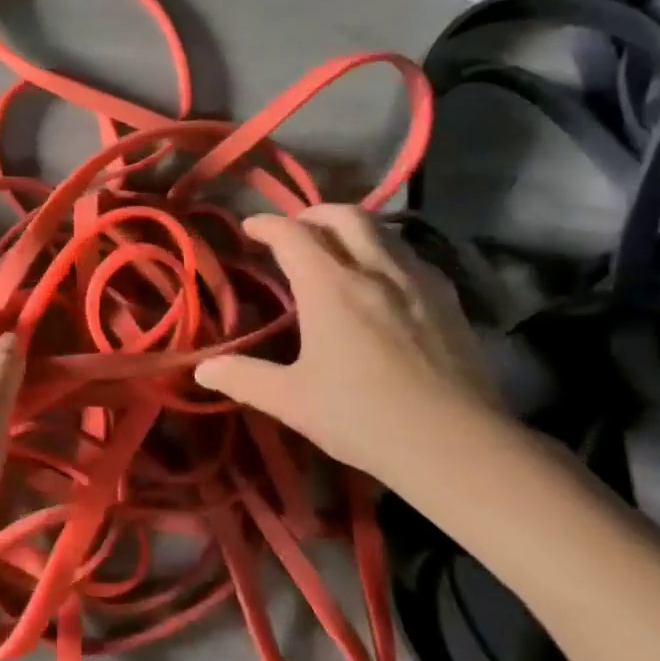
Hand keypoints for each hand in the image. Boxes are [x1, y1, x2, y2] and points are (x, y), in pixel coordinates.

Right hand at [195, 206, 511, 493]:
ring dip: (352, 226)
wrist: (457, 446)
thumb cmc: (364, 419)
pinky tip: (385, 278)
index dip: (267, 225)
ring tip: (337, 247)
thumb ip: (245, 378)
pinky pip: (411, 255)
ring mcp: (417, 281)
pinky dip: (387, 250)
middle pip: (342, 215)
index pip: (292, 234)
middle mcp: (374, 269)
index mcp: (330, 287)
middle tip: (295, 231)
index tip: (250, 229)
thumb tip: (202, 369)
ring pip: (382, 229)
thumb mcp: (293, 401)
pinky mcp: (449, 300)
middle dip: (312, 214)